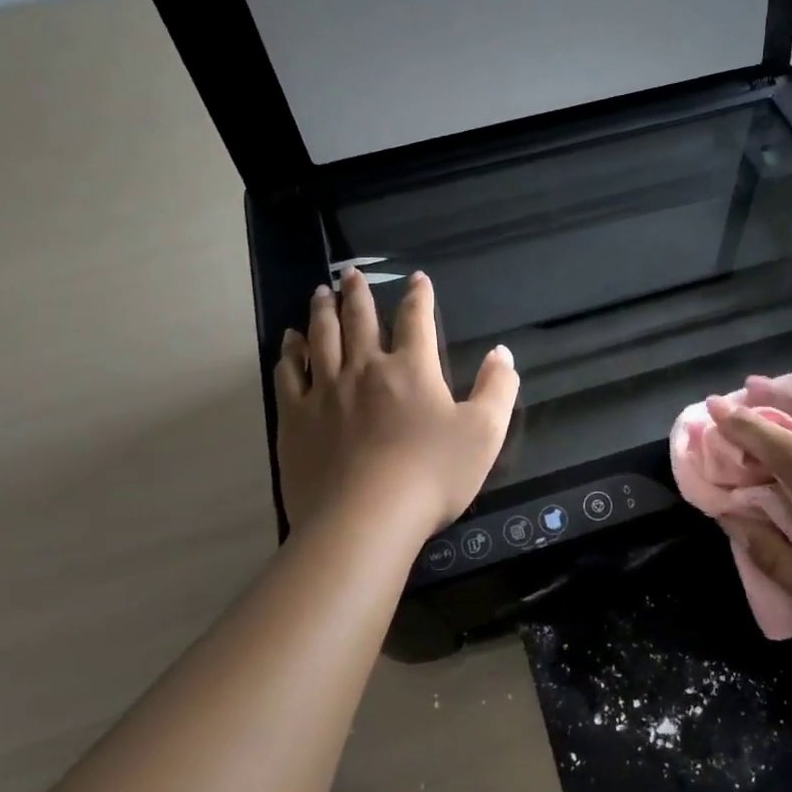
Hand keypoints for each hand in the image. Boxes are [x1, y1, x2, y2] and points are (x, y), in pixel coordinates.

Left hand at [276, 269, 518, 539]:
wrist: (366, 518)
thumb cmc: (432, 475)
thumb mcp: (484, 432)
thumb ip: (497, 389)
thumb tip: (502, 353)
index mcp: (412, 369)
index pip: (416, 320)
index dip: (418, 296)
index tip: (416, 278)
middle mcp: (365, 369)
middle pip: (359, 320)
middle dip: (358, 293)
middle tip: (350, 273)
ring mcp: (325, 391)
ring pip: (321, 338)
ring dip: (322, 312)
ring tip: (320, 294)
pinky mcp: (296, 418)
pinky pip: (289, 374)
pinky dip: (290, 353)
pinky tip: (289, 343)